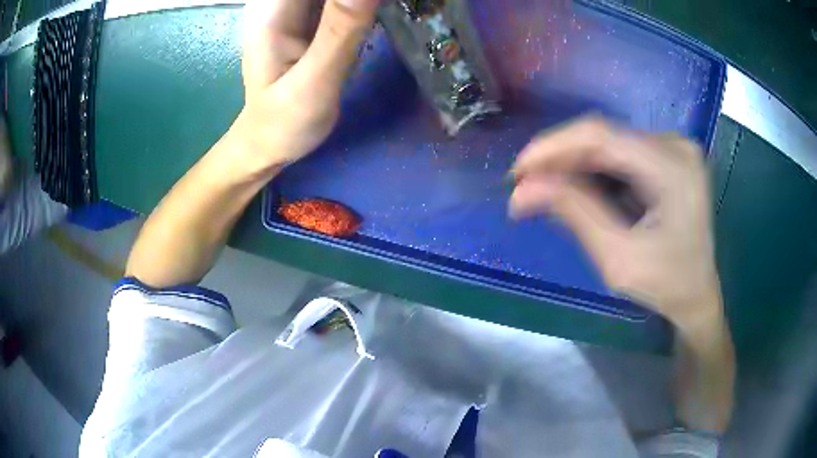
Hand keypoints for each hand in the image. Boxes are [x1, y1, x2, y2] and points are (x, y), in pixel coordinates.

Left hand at [234, 0, 379, 172]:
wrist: (268, 144)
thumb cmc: (282, 122)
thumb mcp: (312, 81)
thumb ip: (340, 31)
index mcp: (274, 10)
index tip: (376, 5)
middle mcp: (284, 3)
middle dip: (360, 1)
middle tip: (389, 10)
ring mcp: (300, 11)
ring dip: (364, 3)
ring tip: (390, 12)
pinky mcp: (315, 22)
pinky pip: (342, 3)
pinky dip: (364, 6)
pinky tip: (385, 11)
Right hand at [509, 117, 720, 328]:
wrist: (697, 295)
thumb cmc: (666, 286)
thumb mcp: (618, 259)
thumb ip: (574, 214)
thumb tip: (522, 190)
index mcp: (673, 168)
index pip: (601, 136)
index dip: (553, 147)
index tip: (517, 172)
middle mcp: (674, 145)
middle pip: (603, 136)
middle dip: (559, 159)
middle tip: (525, 187)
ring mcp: (672, 148)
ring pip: (607, 143)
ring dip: (572, 165)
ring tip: (543, 190)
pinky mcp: (665, 156)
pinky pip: (618, 154)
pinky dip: (591, 170)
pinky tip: (574, 188)